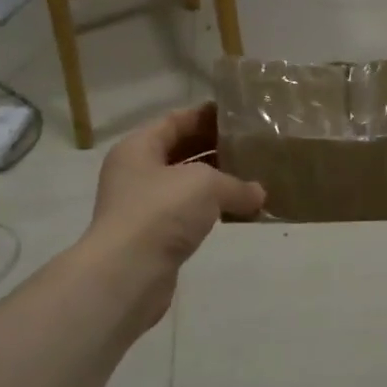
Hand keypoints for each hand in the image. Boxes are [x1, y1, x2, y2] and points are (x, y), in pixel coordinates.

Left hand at [83, 104, 264, 326]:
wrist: (127, 273)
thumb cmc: (161, 212)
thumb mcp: (206, 185)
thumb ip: (237, 184)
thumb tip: (259, 195)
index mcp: (139, 148)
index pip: (176, 120)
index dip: (206, 115)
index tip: (238, 113)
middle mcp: (136, 172)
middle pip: (180, 151)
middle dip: (214, 147)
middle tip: (250, 144)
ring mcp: (142, 206)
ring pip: (185, 184)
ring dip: (215, 181)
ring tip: (251, 176)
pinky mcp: (154, 236)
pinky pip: (187, 213)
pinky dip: (210, 209)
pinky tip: (237, 211)